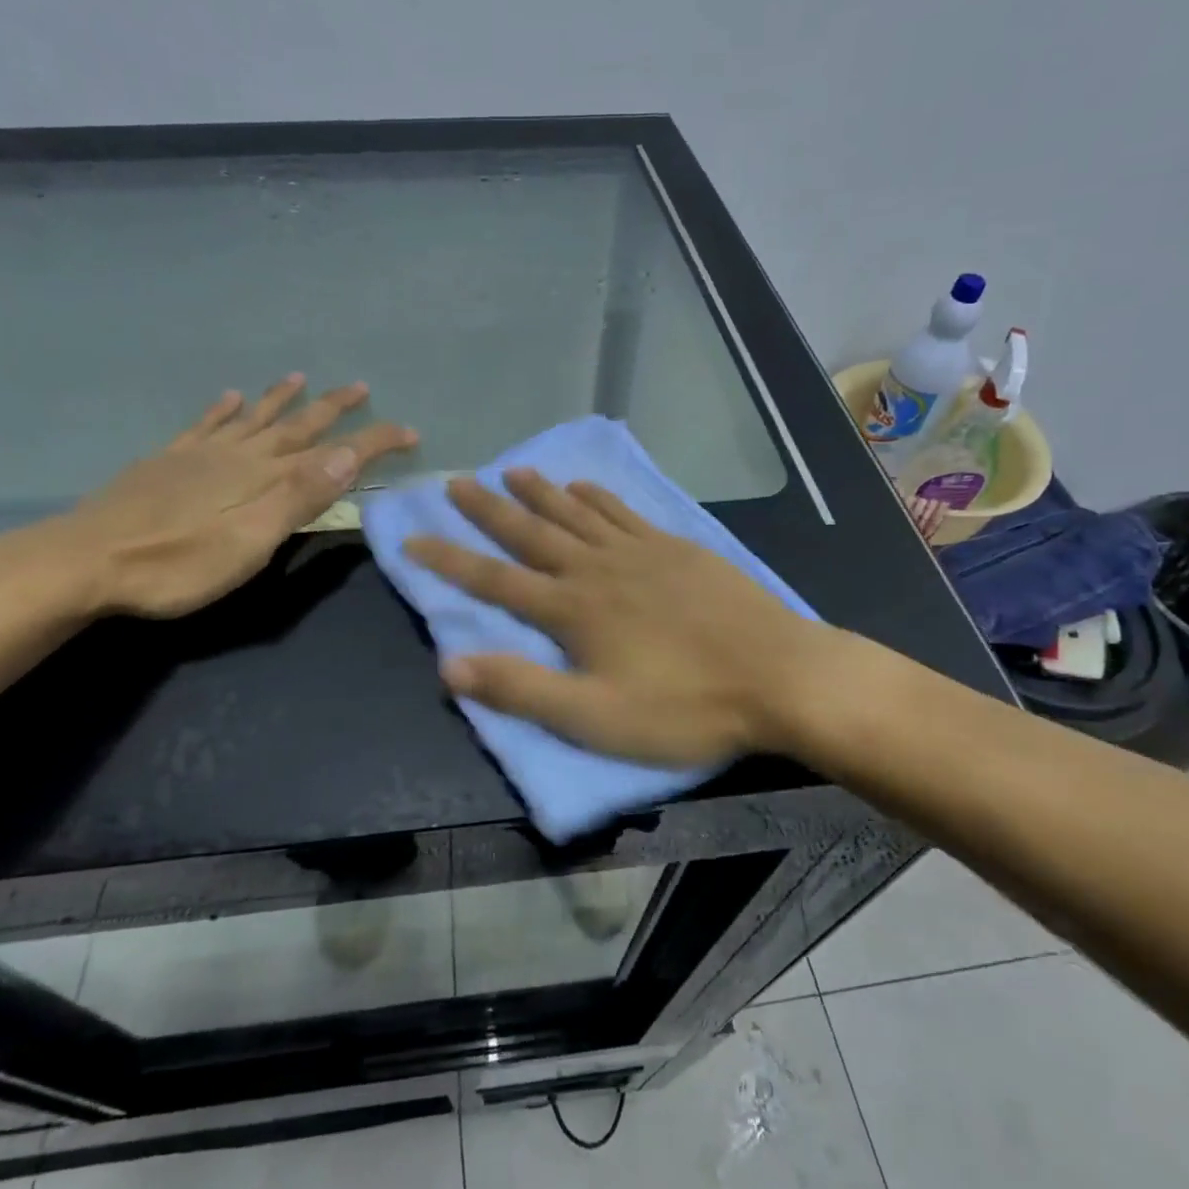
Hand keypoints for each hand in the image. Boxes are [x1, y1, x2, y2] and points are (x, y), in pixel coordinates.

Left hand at [61, 374, 416, 618]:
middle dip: (332, 408)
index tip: (408, 431)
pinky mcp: (166, 463)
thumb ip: (299, 497)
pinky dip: (222, 410)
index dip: (373, 440)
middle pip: (294, 425)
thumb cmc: (177, 563)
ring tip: (299, 378)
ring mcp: (199, 455)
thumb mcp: (251, 540)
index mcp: (264, 477)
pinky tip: (229, 397)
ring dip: (280, 399)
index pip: (333, 452)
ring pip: (251, 419)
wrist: (85, 561)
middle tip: (360, 386)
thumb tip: (346, 453)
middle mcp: (238, 456)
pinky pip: (203, 426)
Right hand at [404, 469, 838, 767]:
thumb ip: (521, 690)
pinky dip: (596, 497)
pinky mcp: (674, 548)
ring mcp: (638, 552)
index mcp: (571, 610)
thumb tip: (449, 665)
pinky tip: (583, 486)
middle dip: (487, 509)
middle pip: (530, 532)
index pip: (494, 579)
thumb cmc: (685, 707)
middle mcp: (596, 568)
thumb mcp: (595, 718)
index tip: (411, 536)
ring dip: (537, 493)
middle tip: (455, 480)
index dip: (449, 560)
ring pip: (574, 513)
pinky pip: (622, 513)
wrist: (777, 674)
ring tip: (509, 470)